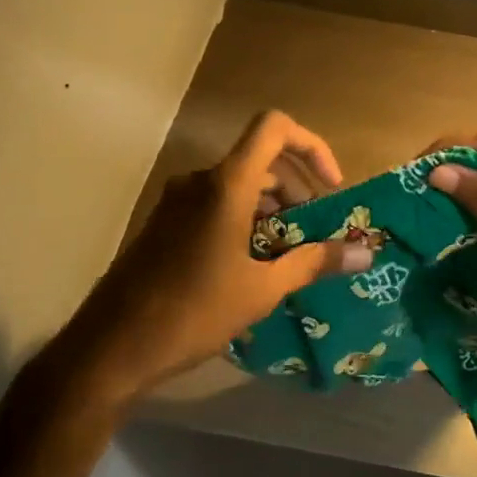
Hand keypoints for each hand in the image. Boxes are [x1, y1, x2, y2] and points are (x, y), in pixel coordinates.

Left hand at [70, 111, 376, 403]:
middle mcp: (200, 180)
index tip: (330, 188)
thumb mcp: (262, 290)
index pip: (275, 128)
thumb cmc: (193, 313)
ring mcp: (178, 201)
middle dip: (298, 190)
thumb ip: (314, 262)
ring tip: (290, 255)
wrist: (110, 349)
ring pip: (240, 185)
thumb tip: (366, 254)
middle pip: (262, 160)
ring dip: (273, 210)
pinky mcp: (165, 223)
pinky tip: (253, 266)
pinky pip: (216, 204)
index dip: (312, 146)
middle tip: (316, 233)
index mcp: (226, 184)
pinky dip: (245, 220)